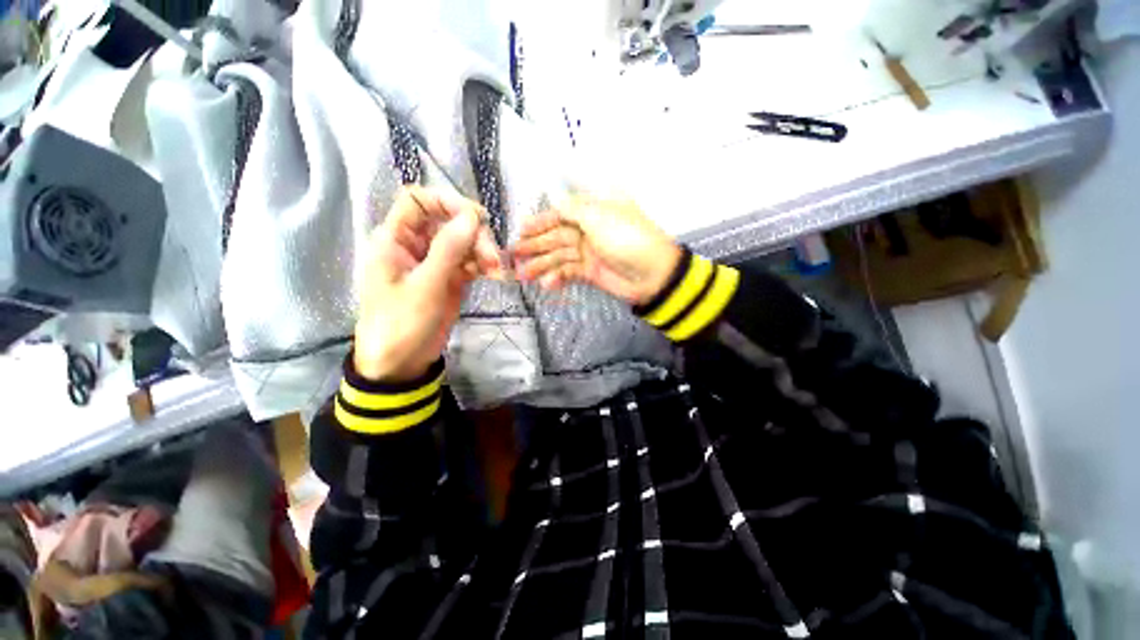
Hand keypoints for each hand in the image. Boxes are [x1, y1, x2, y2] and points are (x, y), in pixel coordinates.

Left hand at [354, 187, 502, 381]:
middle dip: (474, 235)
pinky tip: (497, 275)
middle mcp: (416, 245)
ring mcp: (435, 263)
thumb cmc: (401, 323)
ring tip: (498, 270)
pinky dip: (484, 266)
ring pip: (464, 243)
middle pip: (449, 222)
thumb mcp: (425, 286)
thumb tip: (471, 216)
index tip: (476, 218)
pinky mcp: (450, 279)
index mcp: (396, 239)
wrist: (401, 363)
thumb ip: (448, 249)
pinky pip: (470, 263)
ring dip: (484, 251)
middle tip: (494, 257)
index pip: (419, 201)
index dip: (447, 202)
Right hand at [512, 194, 681, 304]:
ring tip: (523, 274)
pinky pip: (569, 273)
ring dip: (541, 264)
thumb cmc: (627, 239)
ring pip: (559, 256)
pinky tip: (547, 284)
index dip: (541, 221)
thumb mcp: (600, 217)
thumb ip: (573, 210)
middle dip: (535, 244)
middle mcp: (588, 230)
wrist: (651, 274)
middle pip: (556, 236)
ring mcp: (589, 252)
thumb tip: (554, 201)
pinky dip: (557, 278)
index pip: (561, 213)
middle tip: (513, 253)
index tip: (521, 229)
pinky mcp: (590, 272)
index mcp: (593, 211)